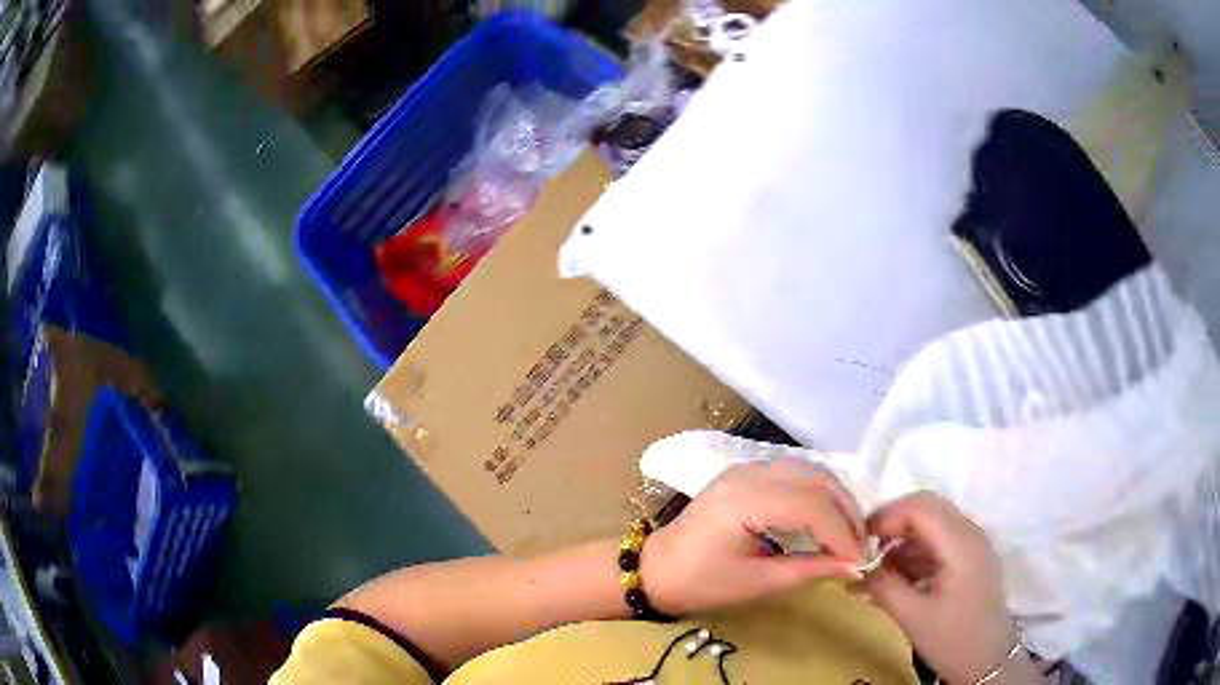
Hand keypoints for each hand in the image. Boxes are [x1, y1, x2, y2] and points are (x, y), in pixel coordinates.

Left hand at [640, 460, 865, 615]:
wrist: (656, 569)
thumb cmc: (700, 582)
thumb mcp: (756, 583)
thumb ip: (808, 570)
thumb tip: (854, 567)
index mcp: (745, 500)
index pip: (812, 506)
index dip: (842, 532)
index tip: (860, 559)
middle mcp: (749, 473)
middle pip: (817, 480)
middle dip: (846, 512)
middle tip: (859, 546)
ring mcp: (747, 468)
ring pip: (810, 472)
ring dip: (836, 500)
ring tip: (847, 535)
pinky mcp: (747, 474)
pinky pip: (796, 475)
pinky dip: (818, 495)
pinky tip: (825, 520)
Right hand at [865, 492, 1031, 683]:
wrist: (988, 660)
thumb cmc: (952, 639)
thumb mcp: (913, 617)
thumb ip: (885, 587)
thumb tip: (858, 567)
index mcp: (961, 544)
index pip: (920, 507)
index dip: (886, 517)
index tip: (857, 541)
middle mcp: (970, 533)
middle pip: (927, 507)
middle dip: (892, 523)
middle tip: (864, 550)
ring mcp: (972, 544)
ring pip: (932, 522)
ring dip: (902, 539)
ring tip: (875, 570)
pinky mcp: (970, 558)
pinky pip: (939, 540)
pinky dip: (915, 552)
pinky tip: (897, 577)